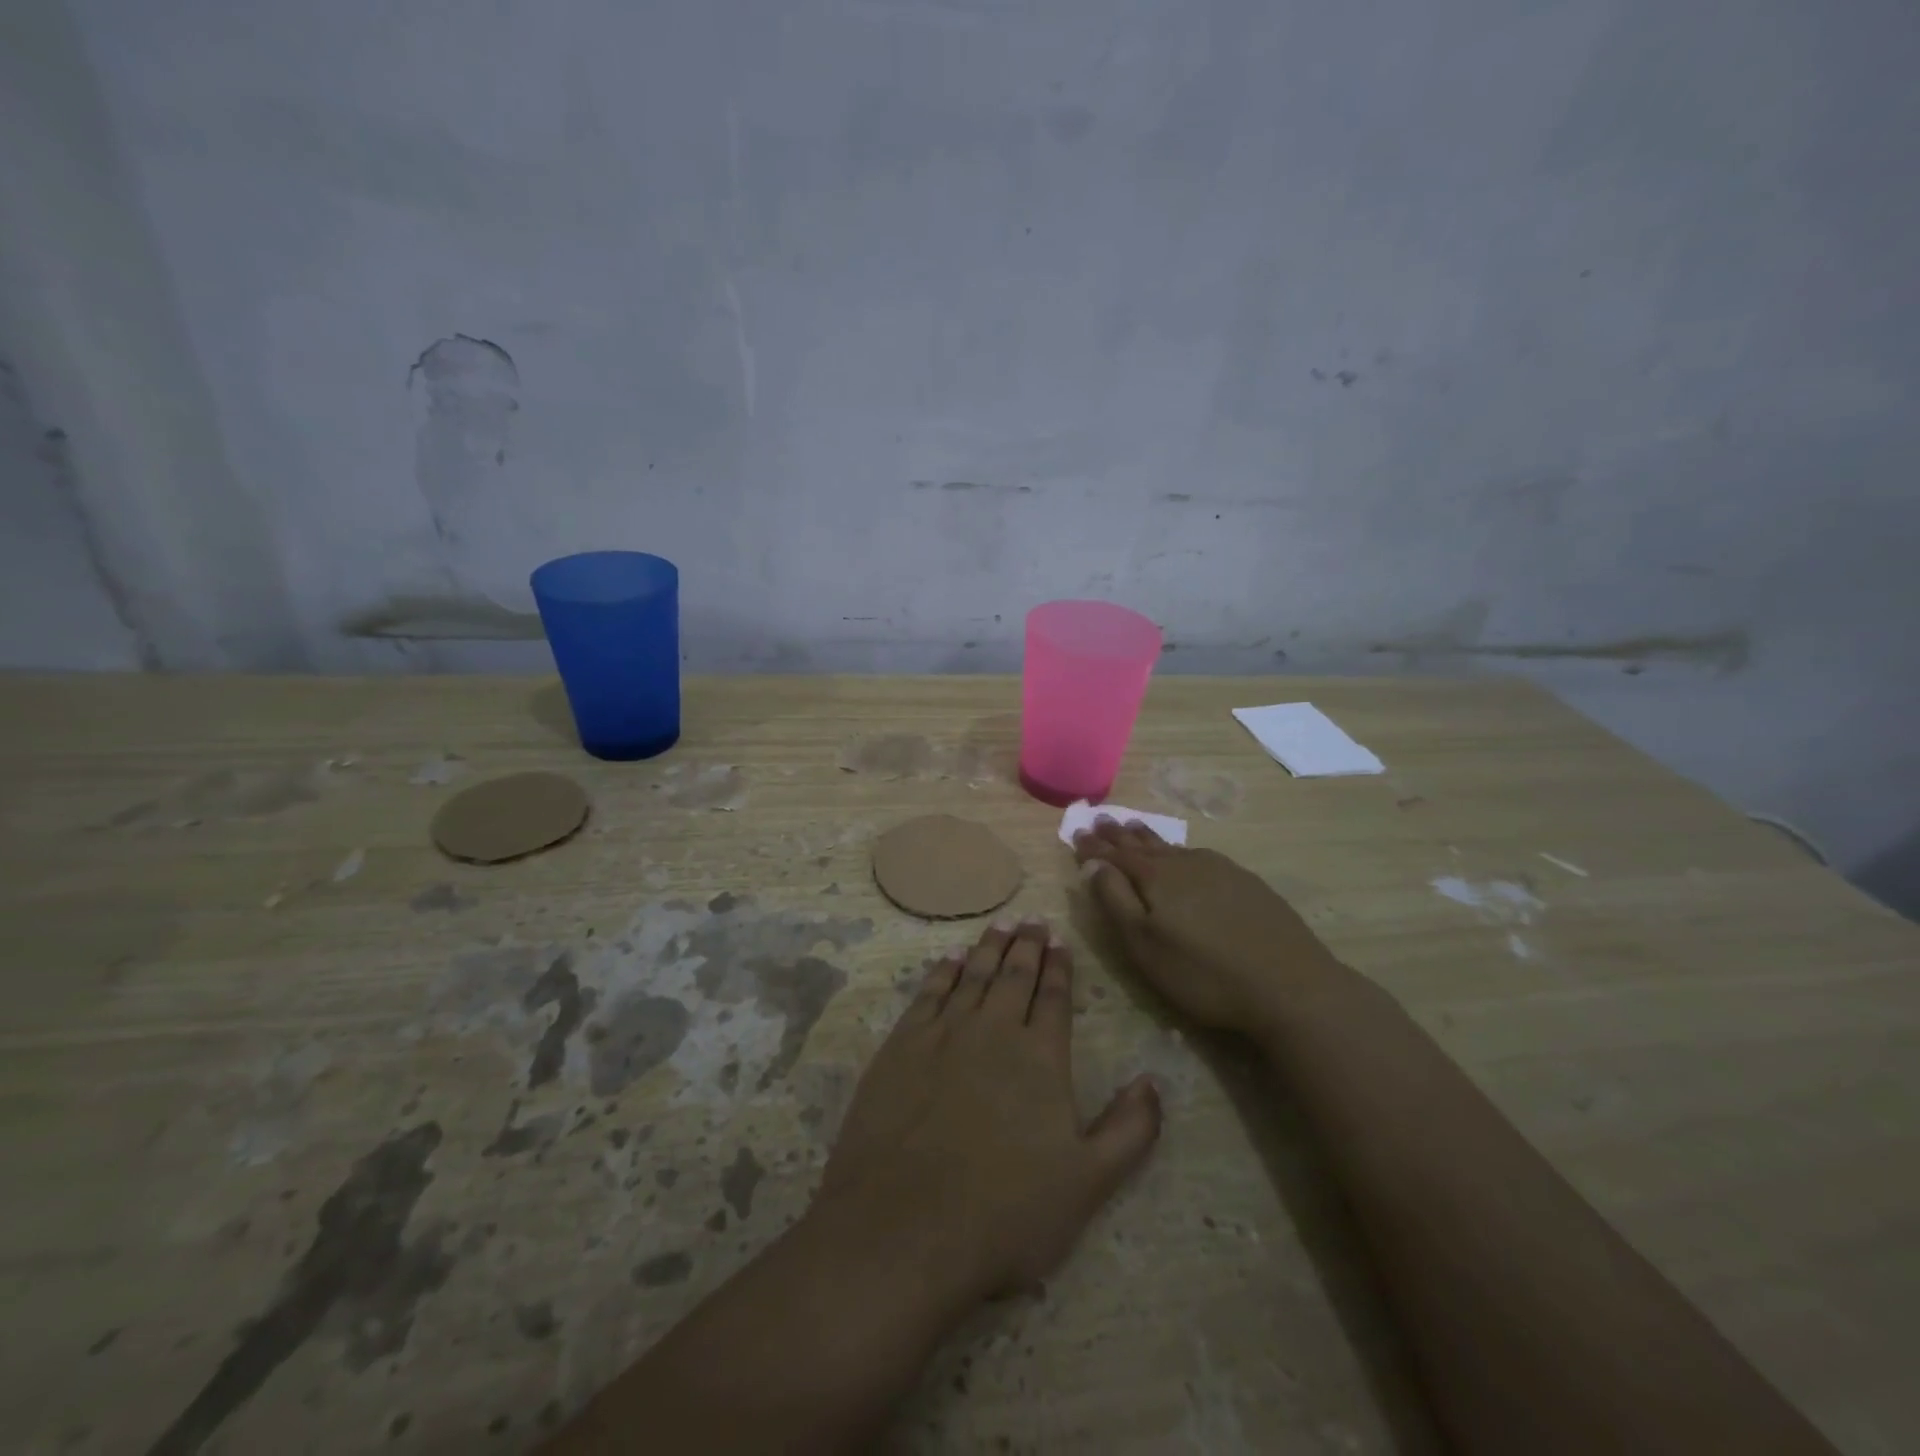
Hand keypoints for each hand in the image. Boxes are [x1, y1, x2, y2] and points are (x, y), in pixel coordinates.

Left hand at [815, 920, 1160, 1303]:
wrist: (903, 1227)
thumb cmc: (1005, 1213)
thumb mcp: (1088, 1184)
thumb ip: (1129, 1130)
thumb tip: (1153, 1081)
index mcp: (1040, 1057)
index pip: (1054, 997)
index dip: (1059, 967)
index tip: (1060, 941)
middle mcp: (993, 1031)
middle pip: (1014, 975)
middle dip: (1027, 946)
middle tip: (1033, 920)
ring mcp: (943, 1034)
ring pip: (973, 975)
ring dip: (988, 947)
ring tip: (1000, 924)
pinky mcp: (901, 1046)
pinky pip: (928, 994)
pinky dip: (943, 971)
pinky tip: (950, 958)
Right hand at [1071, 819, 1343, 1036]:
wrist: (1291, 986)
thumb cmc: (1204, 973)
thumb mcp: (1145, 945)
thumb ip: (1115, 901)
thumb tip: (1092, 864)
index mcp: (1155, 877)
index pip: (1115, 855)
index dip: (1094, 847)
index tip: (1076, 833)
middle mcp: (1185, 863)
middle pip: (1144, 844)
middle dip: (1119, 835)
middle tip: (1101, 820)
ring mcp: (1220, 870)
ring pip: (1174, 847)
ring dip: (1149, 838)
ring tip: (1135, 827)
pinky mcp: (1247, 883)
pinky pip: (1201, 856)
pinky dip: (1181, 851)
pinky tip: (1187, 855)